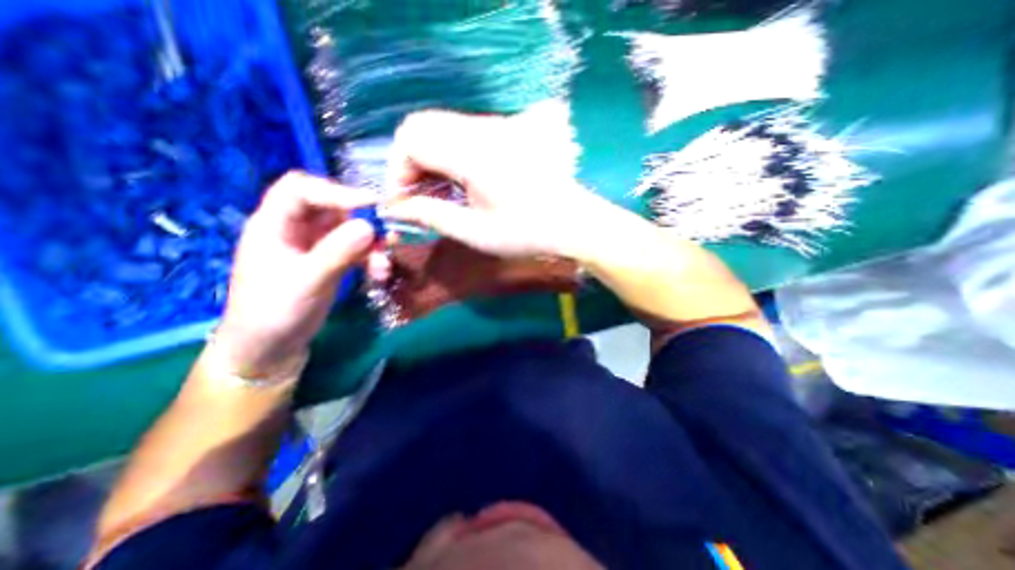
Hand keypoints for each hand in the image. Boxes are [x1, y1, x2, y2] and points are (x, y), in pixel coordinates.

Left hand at [217, 175, 378, 378]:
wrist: (271, 348)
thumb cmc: (275, 313)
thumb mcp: (306, 281)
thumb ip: (337, 252)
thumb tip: (369, 226)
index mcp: (274, 225)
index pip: (301, 189)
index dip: (335, 191)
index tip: (371, 205)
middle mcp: (295, 229)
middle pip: (331, 208)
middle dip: (361, 219)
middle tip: (386, 233)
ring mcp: (314, 246)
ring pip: (348, 230)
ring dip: (371, 244)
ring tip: (384, 264)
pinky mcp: (329, 261)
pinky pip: (355, 250)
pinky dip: (370, 258)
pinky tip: (380, 272)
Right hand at [379, 102, 596, 258]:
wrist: (572, 222)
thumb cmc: (527, 233)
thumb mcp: (475, 232)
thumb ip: (431, 215)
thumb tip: (397, 209)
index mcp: (472, 153)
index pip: (411, 139)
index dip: (397, 170)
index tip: (402, 202)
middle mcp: (481, 129)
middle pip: (421, 126)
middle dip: (409, 163)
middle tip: (417, 198)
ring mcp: (495, 127)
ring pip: (440, 127)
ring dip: (428, 159)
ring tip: (436, 194)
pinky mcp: (504, 133)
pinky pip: (461, 133)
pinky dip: (447, 155)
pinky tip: (457, 183)